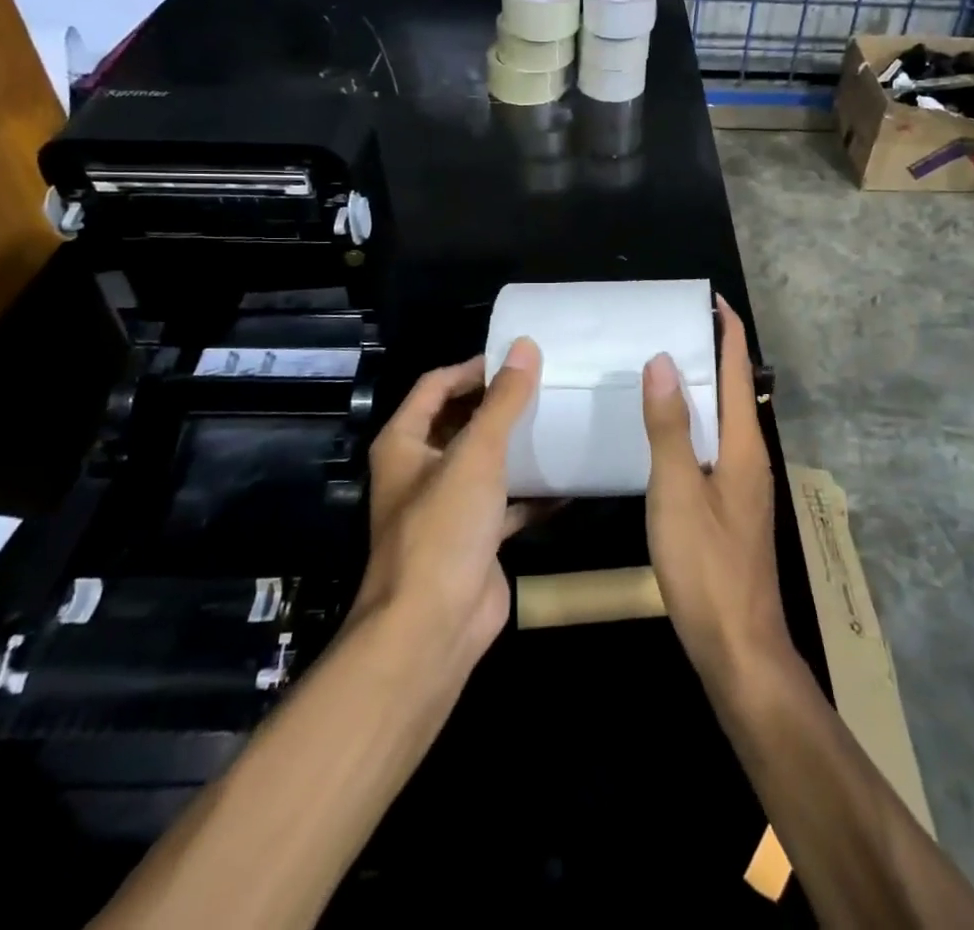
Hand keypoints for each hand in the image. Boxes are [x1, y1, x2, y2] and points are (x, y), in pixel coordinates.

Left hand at [352, 339, 541, 668]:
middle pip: (461, 421)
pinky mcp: (475, 538)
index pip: (436, 386)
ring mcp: (447, 507)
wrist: (433, 629)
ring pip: (485, 463)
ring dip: (517, 446)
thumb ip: (503, 400)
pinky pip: (507, 503)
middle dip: (498, 404)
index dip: (472, 368)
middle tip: (545, 385)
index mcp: (405, 444)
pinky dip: (532, 493)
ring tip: (558, 421)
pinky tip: (568, 482)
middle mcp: (421, 470)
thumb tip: (525, 346)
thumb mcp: (477, 454)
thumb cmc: (444, 528)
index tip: (517, 358)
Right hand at [641, 299, 791, 687]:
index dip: (728, 332)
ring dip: (703, 388)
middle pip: (734, 391)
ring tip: (666, 368)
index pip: (738, 371)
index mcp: (743, 445)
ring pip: (724, 420)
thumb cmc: (706, 565)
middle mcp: (751, 457)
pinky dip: (695, 423)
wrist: (738, 645)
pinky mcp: (731, 507)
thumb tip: (663, 361)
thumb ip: (670, 427)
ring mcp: (743, 485)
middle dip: (713, 353)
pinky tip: (669, 433)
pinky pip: (714, 446)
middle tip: (674, 327)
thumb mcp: (678, 491)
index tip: (711, 299)